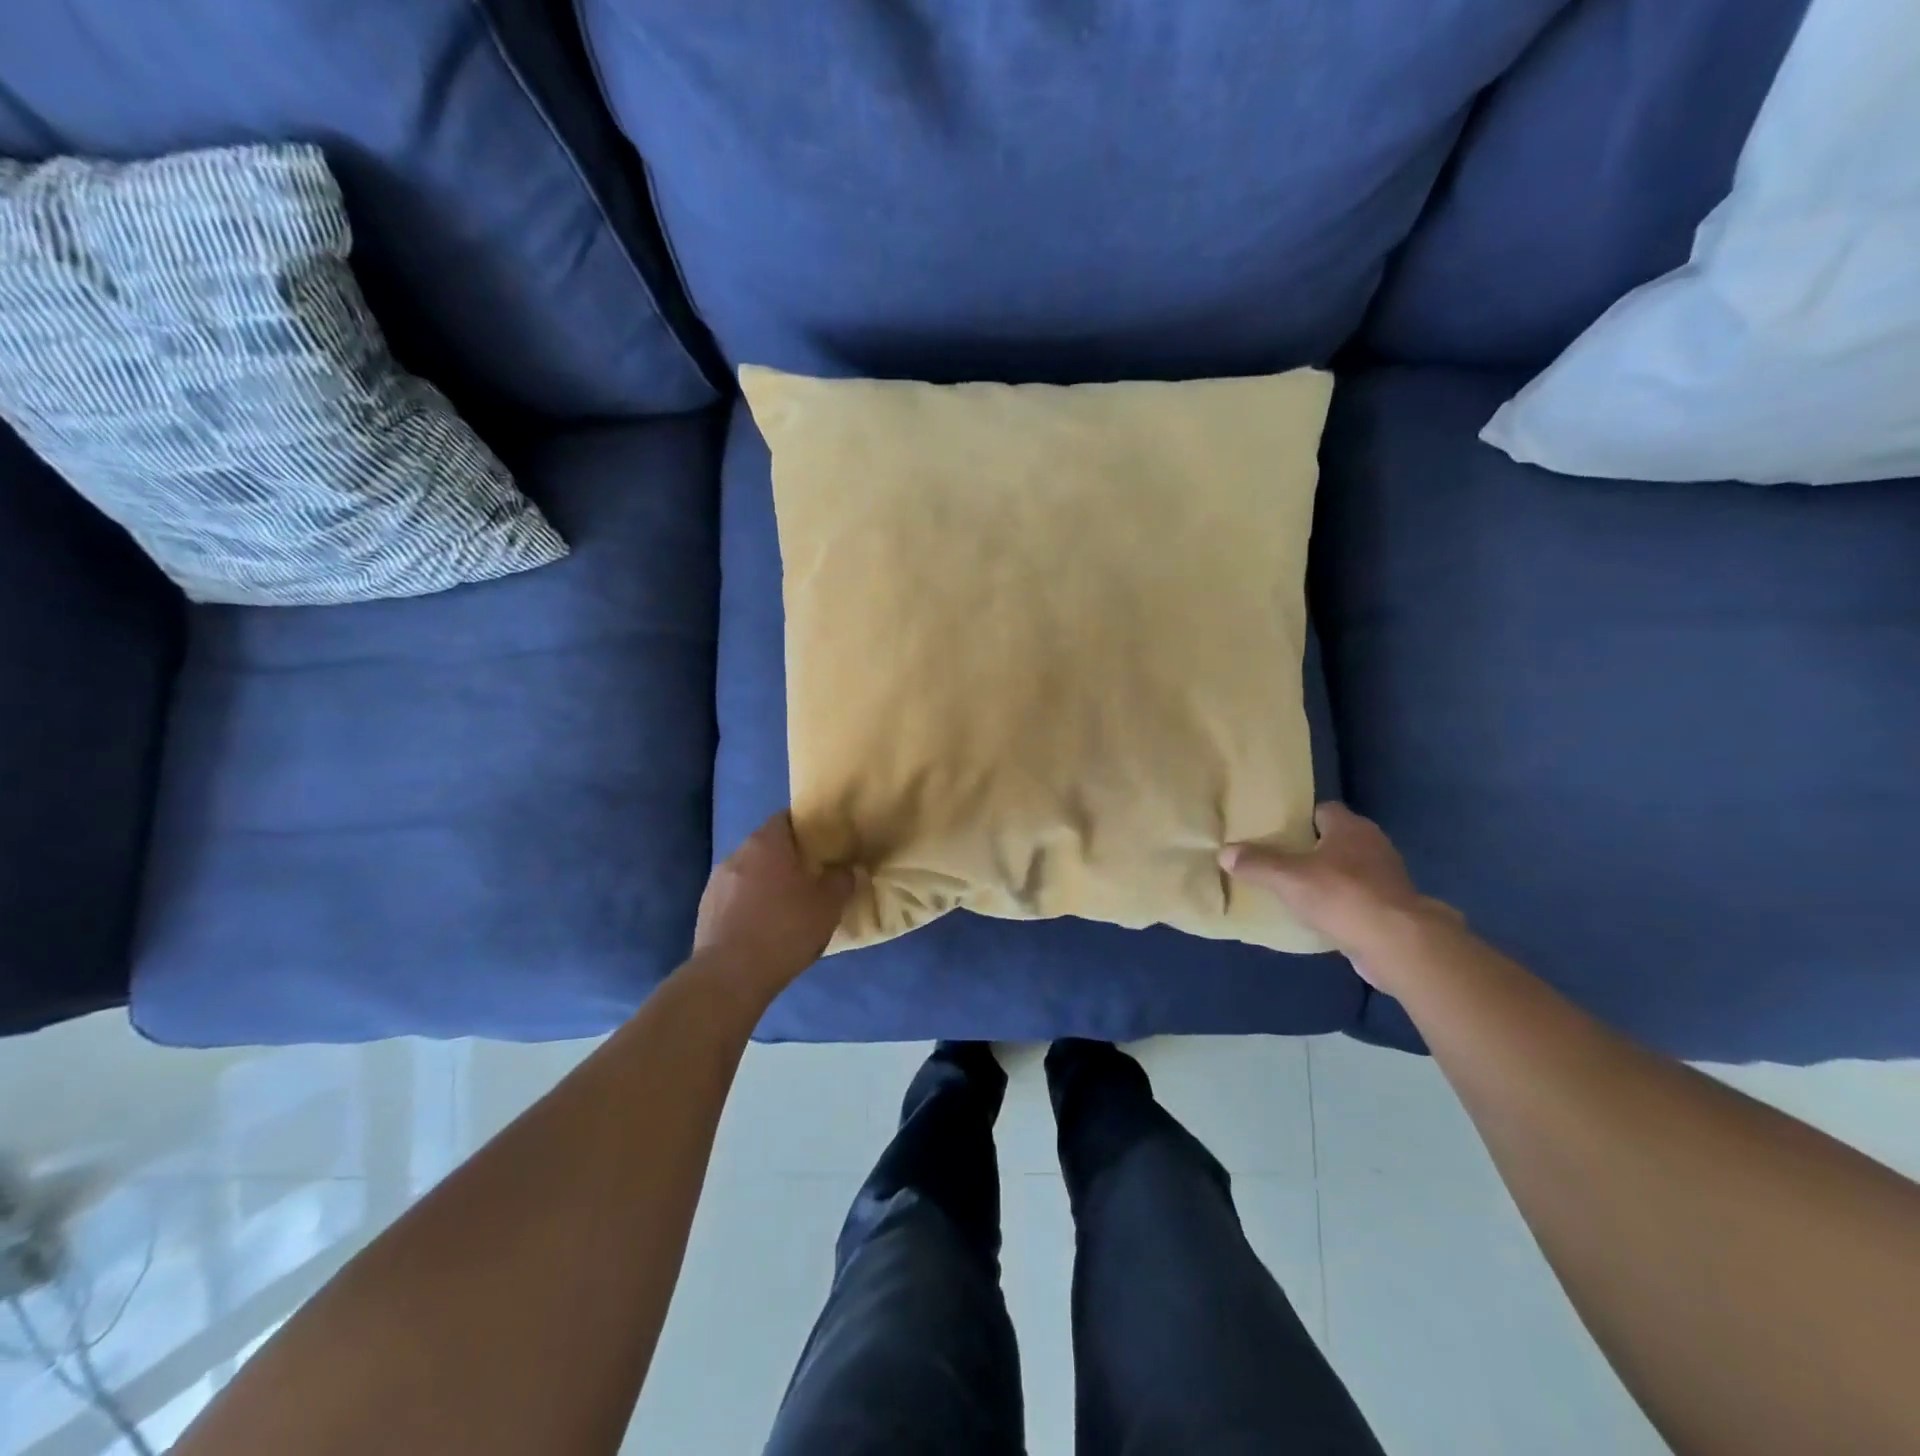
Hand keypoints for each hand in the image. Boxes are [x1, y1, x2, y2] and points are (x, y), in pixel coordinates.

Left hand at [692, 813, 852, 999]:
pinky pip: (735, 898)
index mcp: (766, 843)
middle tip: (811, 877)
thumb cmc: (785, 930)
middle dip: (787, 858)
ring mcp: (716, 883)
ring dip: (766, 883)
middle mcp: (737, 854)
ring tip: (786, 906)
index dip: (806, 828)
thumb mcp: (828, 906)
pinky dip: (750, 905)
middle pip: (767, 846)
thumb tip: (847, 869)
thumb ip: (842, 880)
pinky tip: (763, 928)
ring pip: (749, 873)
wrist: (730, 977)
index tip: (823, 844)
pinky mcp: (705, 911)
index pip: (786, 818)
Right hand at [1221, 803, 1458, 987]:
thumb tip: (1224, 852)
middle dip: (1311, 849)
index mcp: (1350, 827)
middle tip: (1280, 861)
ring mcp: (1387, 877)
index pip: (1322, 810)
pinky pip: (1359, 898)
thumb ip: (1256, 863)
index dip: (1299, 819)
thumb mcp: (1288, 877)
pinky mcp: (1393, 907)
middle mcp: (1373, 844)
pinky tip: (1321, 916)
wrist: (1398, 944)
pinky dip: (1341, 904)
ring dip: (1328, 878)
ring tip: (1296, 890)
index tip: (1277, 832)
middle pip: (1336, 839)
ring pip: (1349, 869)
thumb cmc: (1342, 896)